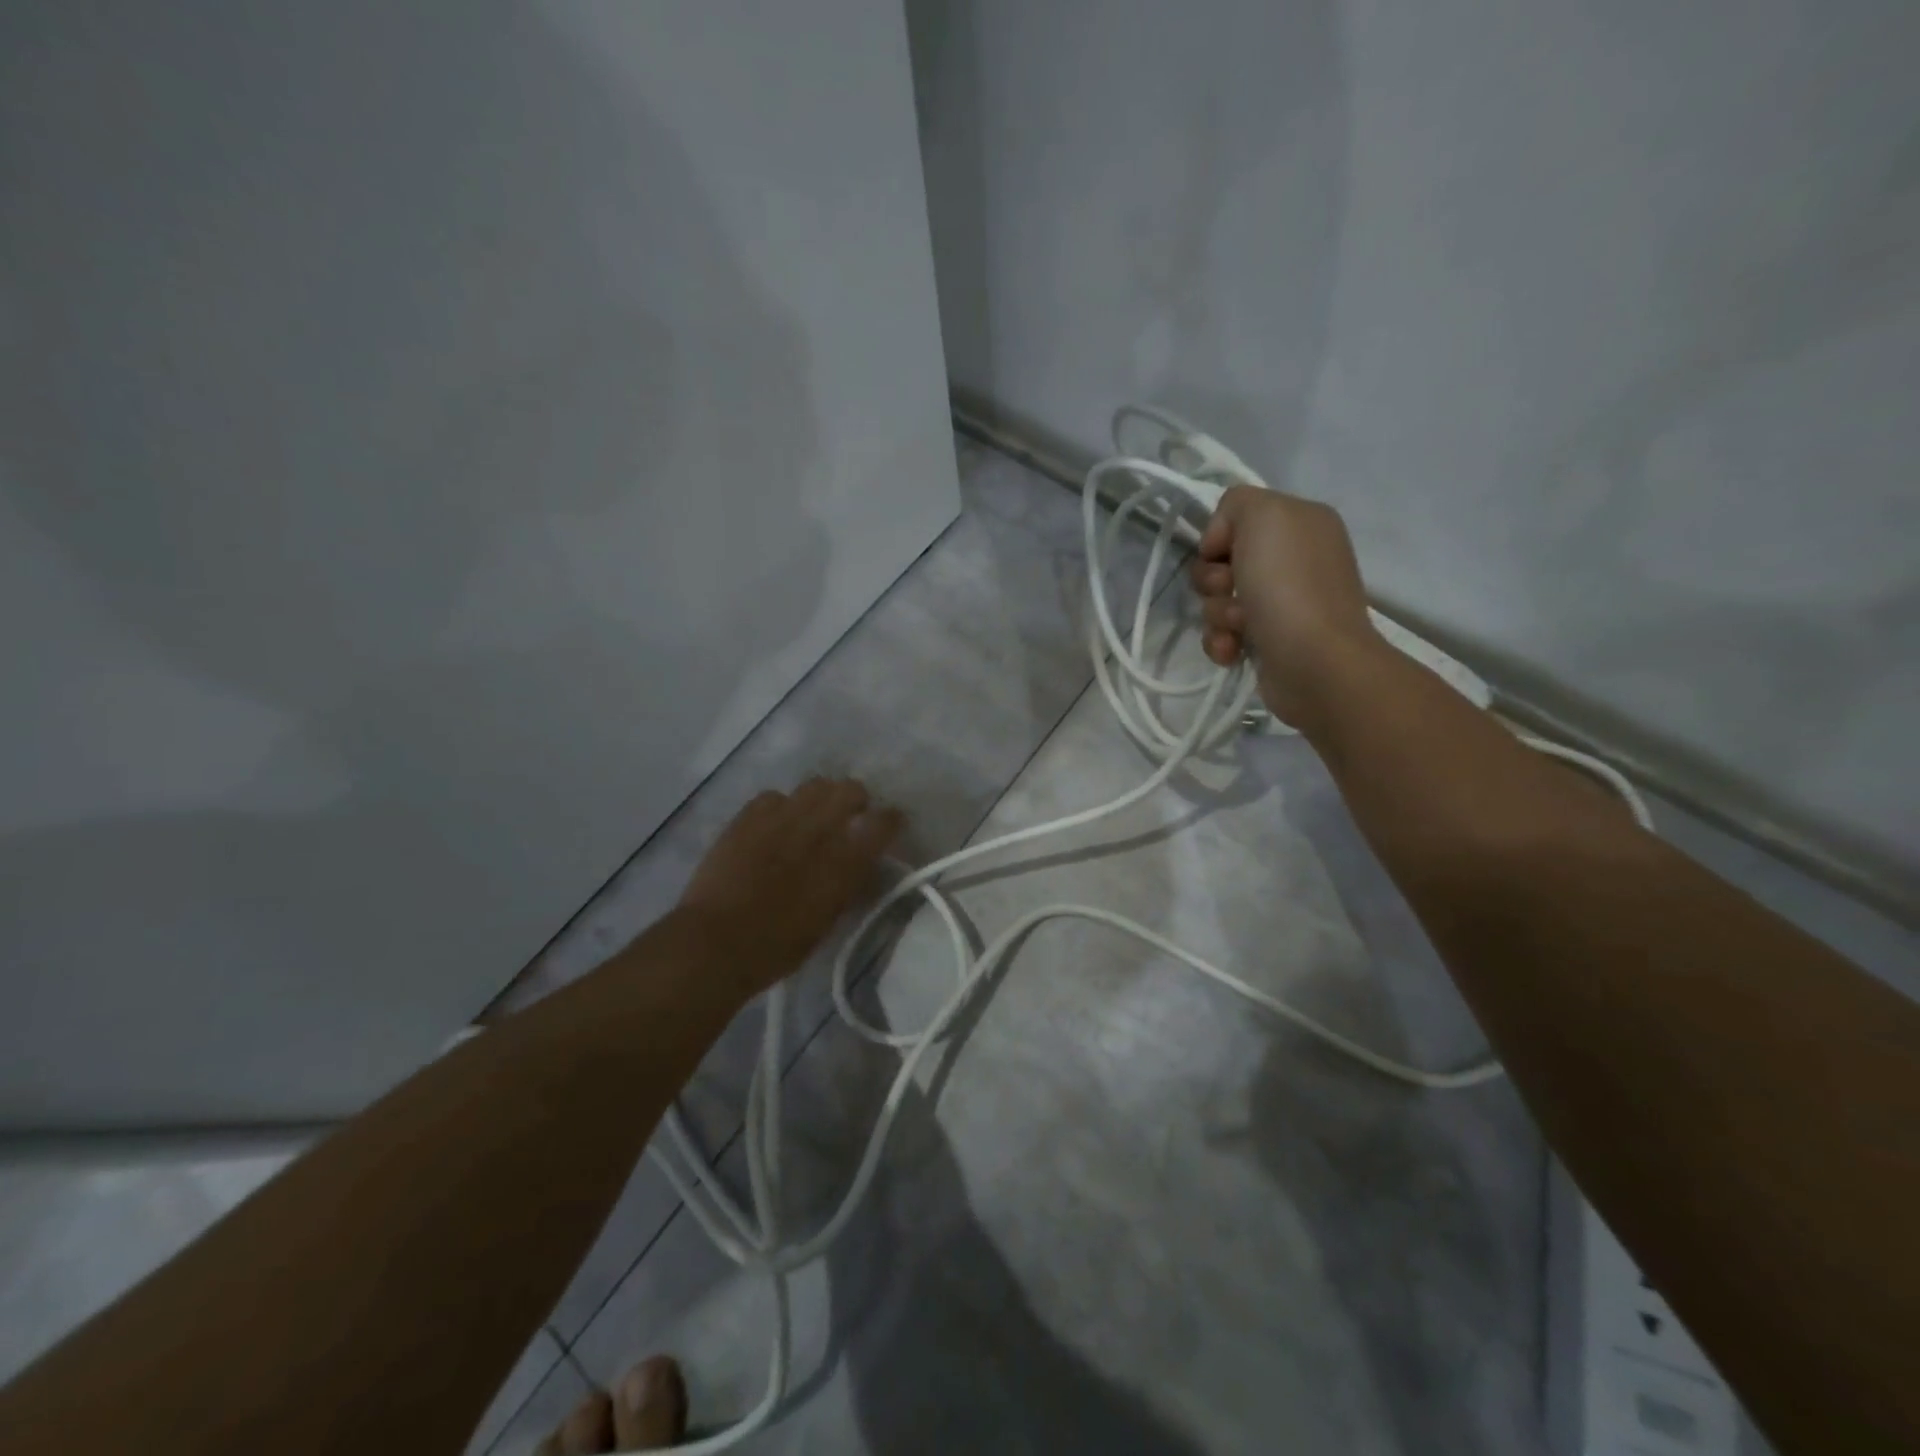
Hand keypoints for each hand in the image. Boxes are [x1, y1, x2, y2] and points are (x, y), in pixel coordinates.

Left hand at [678, 777, 903, 992]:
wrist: (715, 942)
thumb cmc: (777, 945)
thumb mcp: (828, 919)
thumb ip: (849, 882)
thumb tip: (862, 862)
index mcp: (845, 860)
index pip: (884, 821)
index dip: (890, 820)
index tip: (889, 826)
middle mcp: (818, 828)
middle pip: (851, 789)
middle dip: (855, 801)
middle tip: (848, 820)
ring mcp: (780, 816)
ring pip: (815, 785)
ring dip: (820, 798)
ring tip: (811, 818)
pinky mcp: (748, 816)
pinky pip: (775, 796)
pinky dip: (781, 806)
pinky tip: (775, 825)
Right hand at [1189, 485, 1378, 728]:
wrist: (1314, 661)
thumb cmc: (1288, 584)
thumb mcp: (1264, 514)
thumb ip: (1236, 504)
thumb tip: (1222, 543)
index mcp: (1299, 522)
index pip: (1235, 517)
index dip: (1218, 536)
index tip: (1221, 554)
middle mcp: (1294, 557)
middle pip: (1221, 560)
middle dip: (1213, 580)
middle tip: (1230, 591)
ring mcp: (1283, 602)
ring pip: (1218, 599)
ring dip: (1216, 614)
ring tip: (1239, 628)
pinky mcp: (1269, 639)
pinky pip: (1224, 632)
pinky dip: (1221, 641)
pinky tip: (1233, 651)